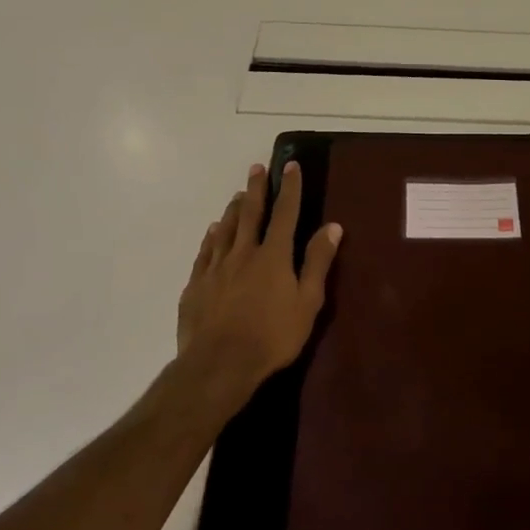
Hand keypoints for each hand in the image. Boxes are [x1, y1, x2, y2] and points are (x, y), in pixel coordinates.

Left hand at [176, 161, 342, 405]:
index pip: (285, 213)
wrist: (220, 363)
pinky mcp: (197, 284)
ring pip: (225, 229)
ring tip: (238, 195)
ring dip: (233, 209)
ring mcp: (216, 267)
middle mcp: (243, 252)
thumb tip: (332, 226)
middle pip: (250, 213)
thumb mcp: (307, 302)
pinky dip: (212, 237)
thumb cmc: (272, 336)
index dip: (289, 188)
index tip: (290, 166)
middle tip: (256, 168)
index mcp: (273, 255)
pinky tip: (213, 231)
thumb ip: (318, 262)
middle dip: (256, 188)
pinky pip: (205, 252)